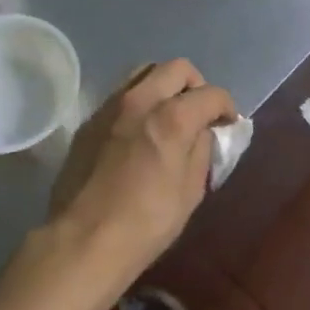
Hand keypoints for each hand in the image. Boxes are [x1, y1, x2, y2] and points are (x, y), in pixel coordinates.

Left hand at [46, 59, 236, 288]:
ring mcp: (110, 107)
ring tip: (167, 116)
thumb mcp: (191, 191)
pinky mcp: (89, 121)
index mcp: (172, 118)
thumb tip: (204, 132)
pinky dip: (138, 103)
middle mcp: (140, 100)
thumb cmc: (146, 222)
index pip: (211, 93)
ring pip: (143, 73)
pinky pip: (120, 96)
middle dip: (196, 86)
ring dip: (163, 86)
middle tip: (199, 114)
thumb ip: (202, 151)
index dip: (226, 107)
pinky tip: (138, 132)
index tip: (227, 125)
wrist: (83, 240)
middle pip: (176, 68)